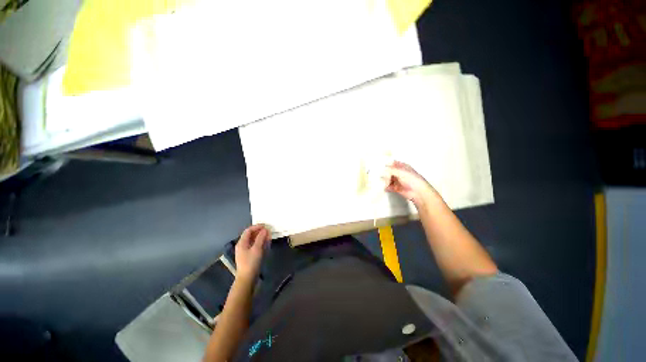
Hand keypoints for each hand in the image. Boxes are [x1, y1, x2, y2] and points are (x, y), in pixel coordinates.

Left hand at [234, 225, 270, 280]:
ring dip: (261, 237)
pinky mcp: (250, 256)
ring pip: (254, 240)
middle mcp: (243, 245)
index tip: (266, 225)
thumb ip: (260, 238)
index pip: (248, 230)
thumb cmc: (251, 262)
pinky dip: (261, 243)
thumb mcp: (256, 249)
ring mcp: (246, 251)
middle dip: (260, 232)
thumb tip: (264, 230)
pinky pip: (255, 246)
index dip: (257, 227)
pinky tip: (267, 243)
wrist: (247, 279)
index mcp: (242, 242)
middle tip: (269, 231)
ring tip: (269, 236)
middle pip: (251, 235)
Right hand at [383, 161, 437, 207]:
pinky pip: (388, 187)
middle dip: (384, 173)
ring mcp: (398, 180)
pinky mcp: (396, 188)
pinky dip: (386, 187)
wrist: (418, 192)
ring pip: (388, 179)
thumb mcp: (400, 172)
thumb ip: (390, 170)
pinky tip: (384, 187)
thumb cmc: (413, 180)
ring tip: (381, 181)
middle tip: (378, 174)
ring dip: (384, 180)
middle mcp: (399, 173)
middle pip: (388, 171)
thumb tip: (382, 170)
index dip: (386, 163)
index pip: (392, 163)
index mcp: (402, 166)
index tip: (379, 165)